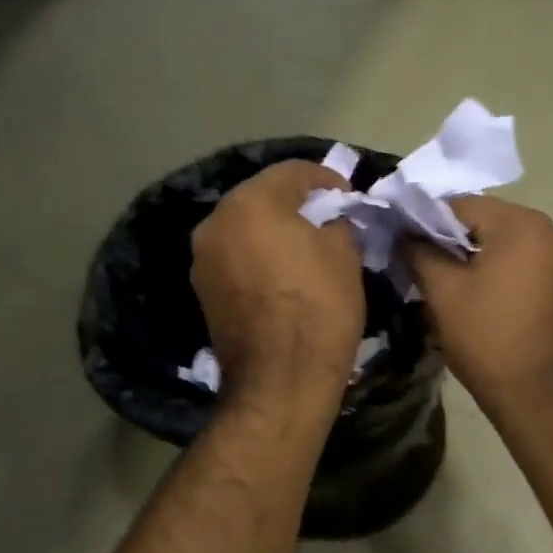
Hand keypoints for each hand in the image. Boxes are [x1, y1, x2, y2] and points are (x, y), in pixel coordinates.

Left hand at [192, 160, 364, 403]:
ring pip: (245, 228)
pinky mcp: (202, 290)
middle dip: (296, 203)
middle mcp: (216, 222)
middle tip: (328, 217)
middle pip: (261, 197)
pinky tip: (283, 273)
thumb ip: (336, 223)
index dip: (326, 178)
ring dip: (274, 230)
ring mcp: (202, 258)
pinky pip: (235, 257)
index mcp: (250, 203)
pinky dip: (258, 256)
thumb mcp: (344, 255)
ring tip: (306, 246)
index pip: (292, 172)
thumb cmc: (319, 308)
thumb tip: (330, 220)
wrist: (280, 380)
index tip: (349, 195)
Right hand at [400, 196, 552, 409]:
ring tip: (450, 285)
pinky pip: (525, 262)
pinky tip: (481, 296)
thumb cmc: (489, 339)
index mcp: (522, 224)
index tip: (404, 246)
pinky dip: (500, 270)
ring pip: (506, 242)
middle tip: (423, 267)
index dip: (426, 223)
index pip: (461, 205)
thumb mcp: (443, 294)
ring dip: (476, 256)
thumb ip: (419, 252)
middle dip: (453, 240)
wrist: (543, 396)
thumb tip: (405, 234)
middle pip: (487, 221)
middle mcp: (550, 230)